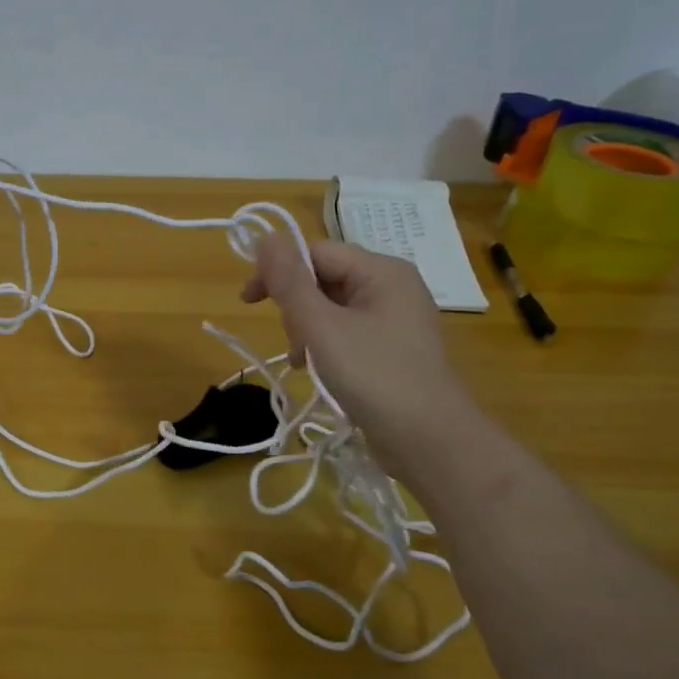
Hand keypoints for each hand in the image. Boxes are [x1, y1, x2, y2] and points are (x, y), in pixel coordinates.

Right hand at [241, 232, 480, 477]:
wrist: (430, 441)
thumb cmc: (374, 376)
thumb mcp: (321, 327)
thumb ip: (290, 282)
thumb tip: (265, 237)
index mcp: (381, 271)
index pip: (315, 252)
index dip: (278, 271)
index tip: (247, 302)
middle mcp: (392, 286)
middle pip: (323, 279)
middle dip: (296, 307)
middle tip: (293, 343)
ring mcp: (395, 318)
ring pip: (332, 308)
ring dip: (307, 330)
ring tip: (303, 362)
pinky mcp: (392, 348)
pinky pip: (346, 331)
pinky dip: (325, 345)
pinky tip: (317, 370)